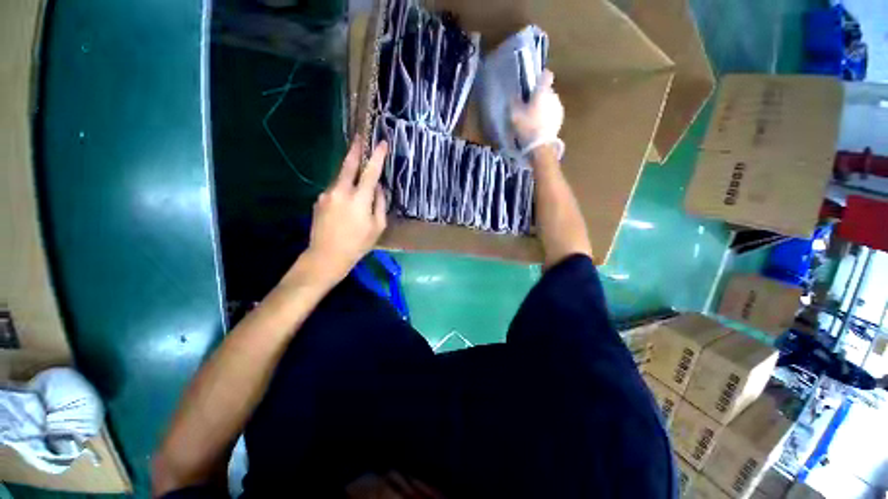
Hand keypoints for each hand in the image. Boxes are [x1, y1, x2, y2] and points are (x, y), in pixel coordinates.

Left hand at [296, 138, 388, 285]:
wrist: (327, 256)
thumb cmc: (358, 244)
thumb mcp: (378, 226)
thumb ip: (380, 204)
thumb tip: (378, 188)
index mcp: (359, 199)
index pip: (371, 172)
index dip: (377, 156)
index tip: (382, 143)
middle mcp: (341, 191)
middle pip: (348, 164)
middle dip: (355, 150)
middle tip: (359, 137)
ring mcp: (327, 194)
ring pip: (341, 177)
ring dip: (349, 173)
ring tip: (357, 175)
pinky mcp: (319, 200)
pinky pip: (335, 189)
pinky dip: (343, 189)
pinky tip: (346, 201)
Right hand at [511, 70, 563, 147]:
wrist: (541, 145)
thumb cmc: (527, 127)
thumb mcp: (515, 114)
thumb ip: (514, 102)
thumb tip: (515, 95)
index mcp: (542, 91)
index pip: (546, 76)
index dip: (541, 78)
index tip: (534, 85)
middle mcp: (553, 96)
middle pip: (547, 91)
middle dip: (539, 97)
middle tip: (529, 108)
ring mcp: (559, 108)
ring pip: (550, 103)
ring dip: (544, 108)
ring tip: (534, 119)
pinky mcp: (560, 120)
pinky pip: (553, 114)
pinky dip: (547, 117)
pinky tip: (539, 127)